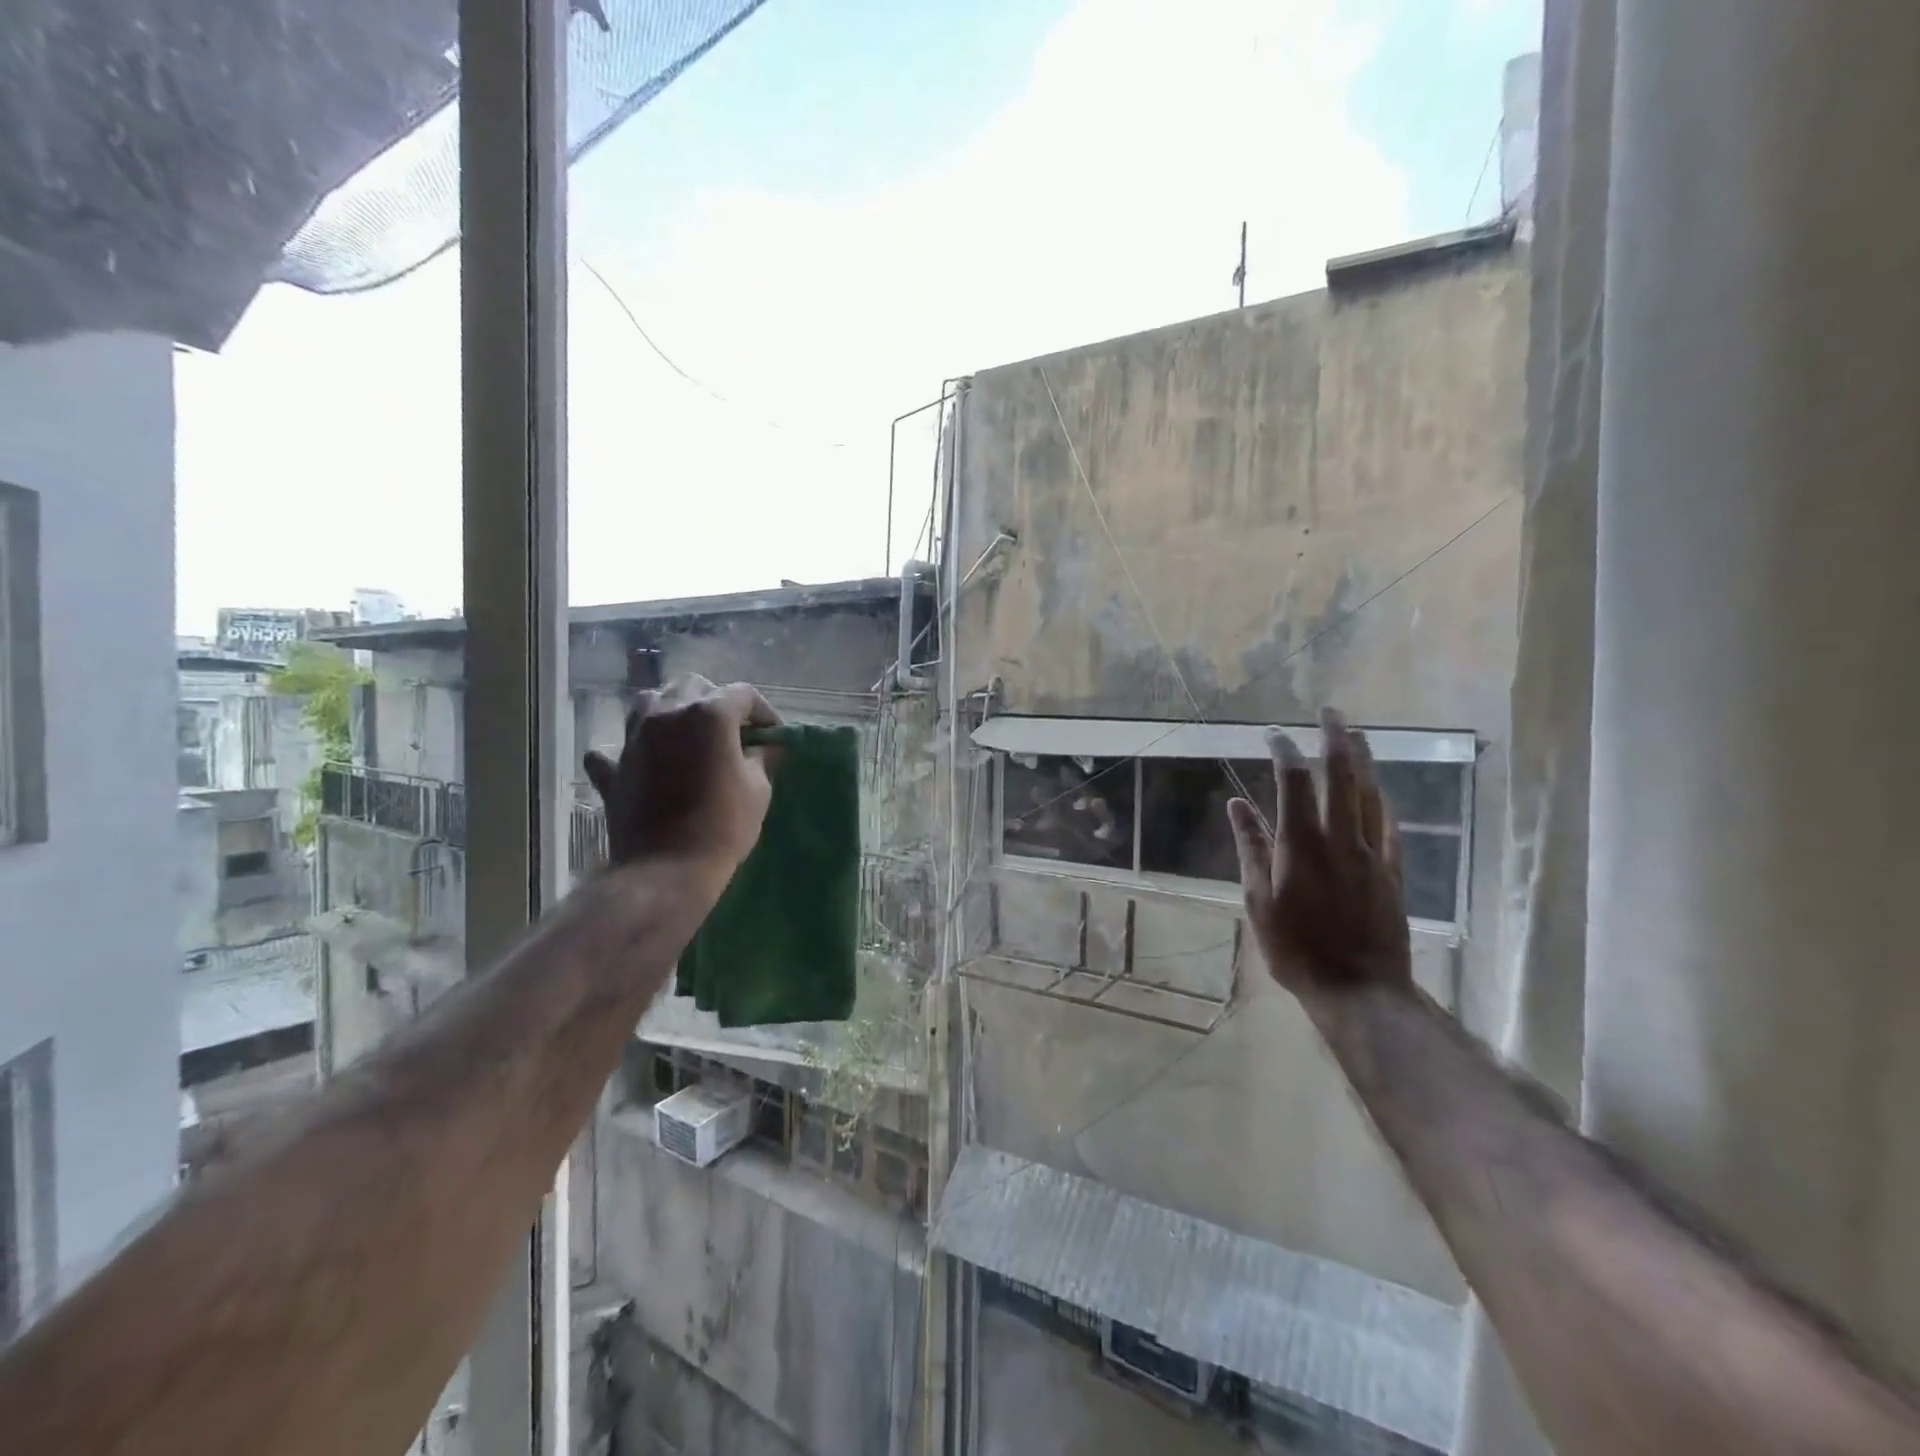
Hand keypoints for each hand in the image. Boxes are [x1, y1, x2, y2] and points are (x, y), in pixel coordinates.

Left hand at [582, 676, 778, 870]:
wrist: (665, 869)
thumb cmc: (723, 826)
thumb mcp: (759, 788)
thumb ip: (762, 756)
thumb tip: (765, 744)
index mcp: (709, 714)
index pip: (744, 694)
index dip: (764, 712)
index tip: (773, 735)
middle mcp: (667, 713)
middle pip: (694, 686)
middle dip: (717, 702)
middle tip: (733, 732)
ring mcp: (634, 737)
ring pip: (652, 701)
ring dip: (673, 710)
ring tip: (689, 735)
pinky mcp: (613, 766)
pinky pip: (617, 745)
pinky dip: (632, 748)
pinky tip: (642, 761)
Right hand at [1227, 708, 1413, 1009]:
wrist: (1359, 989)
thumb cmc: (1296, 948)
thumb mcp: (1258, 900)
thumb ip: (1250, 847)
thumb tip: (1236, 804)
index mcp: (1301, 843)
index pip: (1294, 781)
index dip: (1284, 751)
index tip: (1273, 734)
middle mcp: (1340, 838)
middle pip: (1342, 775)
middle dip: (1336, 737)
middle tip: (1330, 710)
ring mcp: (1371, 853)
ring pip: (1370, 793)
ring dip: (1363, 759)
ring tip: (1356, 733)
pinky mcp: (1392, 871)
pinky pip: (1389, 824)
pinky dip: (1382, 799)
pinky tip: (1380, 789)